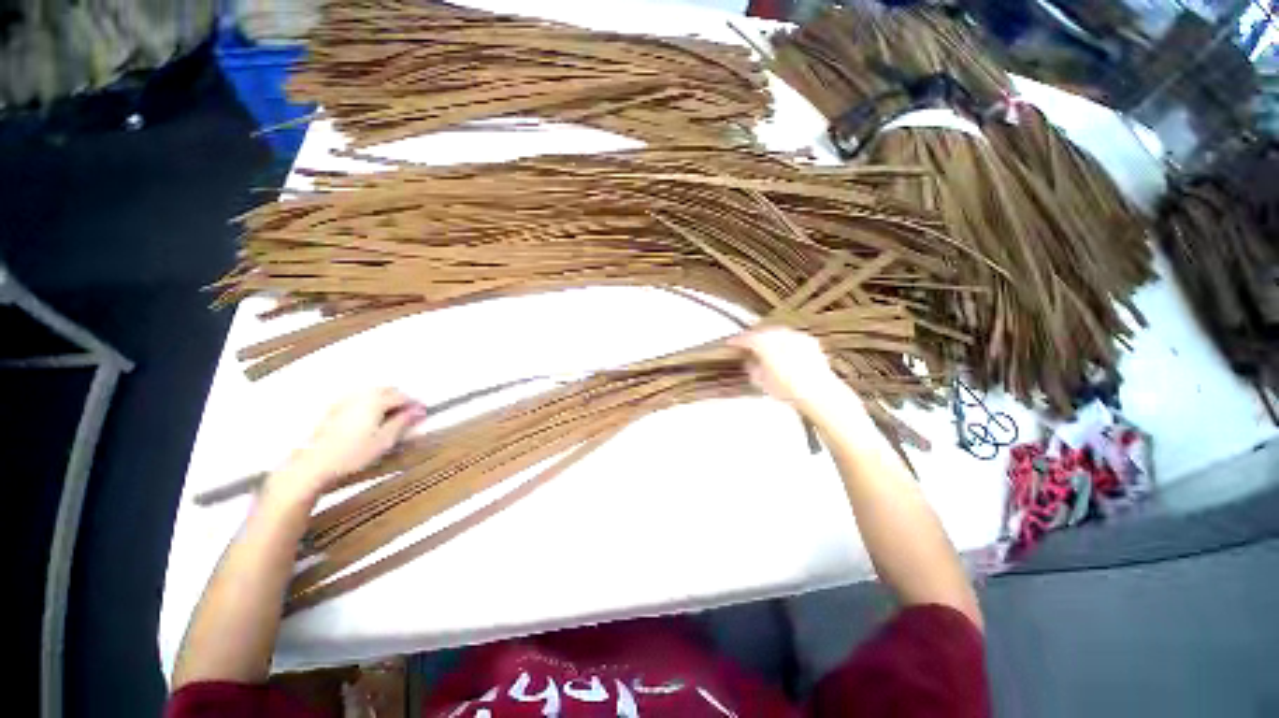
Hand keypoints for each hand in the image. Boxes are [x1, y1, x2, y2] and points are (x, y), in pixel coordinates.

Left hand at [269, 388, 427, 502]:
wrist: (313, 465)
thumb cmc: (351, 454)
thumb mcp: (385, 440)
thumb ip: (404, 422)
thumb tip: (419, 411)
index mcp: (375, 401)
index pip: (403, 396)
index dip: (415, 405)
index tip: (423, 414)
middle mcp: (360, 396)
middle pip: (387, 390)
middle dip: (401, 400)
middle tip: (409, 416)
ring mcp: (344, 402)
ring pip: (372, 393)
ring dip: (386, 401)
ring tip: (391, 419)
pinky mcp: (333, 410)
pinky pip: (359, 399)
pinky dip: (370, 404)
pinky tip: (370, 420)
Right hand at [729, 328, 845, 410]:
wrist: (817, 391)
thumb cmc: (787, 388)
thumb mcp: (761, 381)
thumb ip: (752, 369)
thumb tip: (750, 364)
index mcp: (764, 343)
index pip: (746, 338)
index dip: (737, 340)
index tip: (731, 342)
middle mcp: (779, 335)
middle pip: (762, 332)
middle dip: (754, 338)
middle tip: (747, 345)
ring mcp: (795, 336)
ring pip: (777, 333)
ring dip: (769, 338)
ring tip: (765, 348)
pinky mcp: (809, 341)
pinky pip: (792, 338)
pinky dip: (785, 342)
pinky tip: (784, 351)